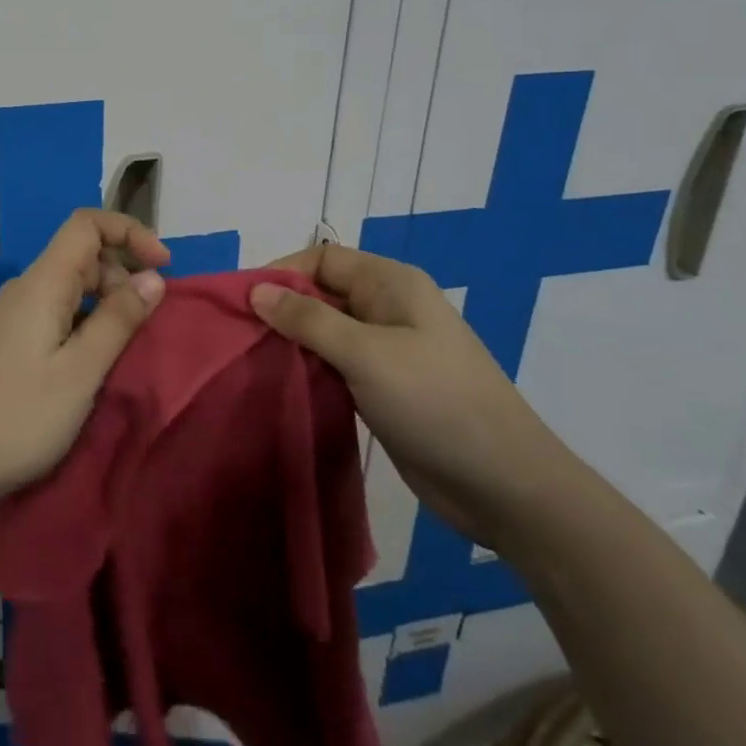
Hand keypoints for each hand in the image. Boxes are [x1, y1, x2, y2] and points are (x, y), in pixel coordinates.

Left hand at [0, 210, 170, 504]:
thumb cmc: (20, 415)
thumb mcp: (81, 370)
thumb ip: (118, 319)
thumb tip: (153, 278)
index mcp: (43, 282)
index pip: (86, 224)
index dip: (129, 232)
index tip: (163, 266)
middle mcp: (26, 288)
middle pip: (82, 255)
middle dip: (122, 276)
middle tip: (146, 325)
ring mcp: (15, 314)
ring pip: (71, 287)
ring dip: (106, 305)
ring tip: (125, 349)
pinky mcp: (10, 340)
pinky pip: (58, 313)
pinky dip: (86, 324)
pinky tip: (94, 363)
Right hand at [250, 244, 579, 550]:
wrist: (505, 485)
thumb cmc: (436, 403)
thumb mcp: (366, 354)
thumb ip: (308, 319)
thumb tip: (256, 290)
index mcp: (391, 284)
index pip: (322, 259)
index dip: (281, 273)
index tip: (242, 303)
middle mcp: (387, 309)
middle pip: (321, 293)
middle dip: (281, 309)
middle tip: (240, 337)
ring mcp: (388, 350)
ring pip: (325, 332)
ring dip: (292, 343)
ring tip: (251, 362)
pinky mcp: (384, 387)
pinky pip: (336, 365)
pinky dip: (309, 370)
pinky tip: (282, 386)